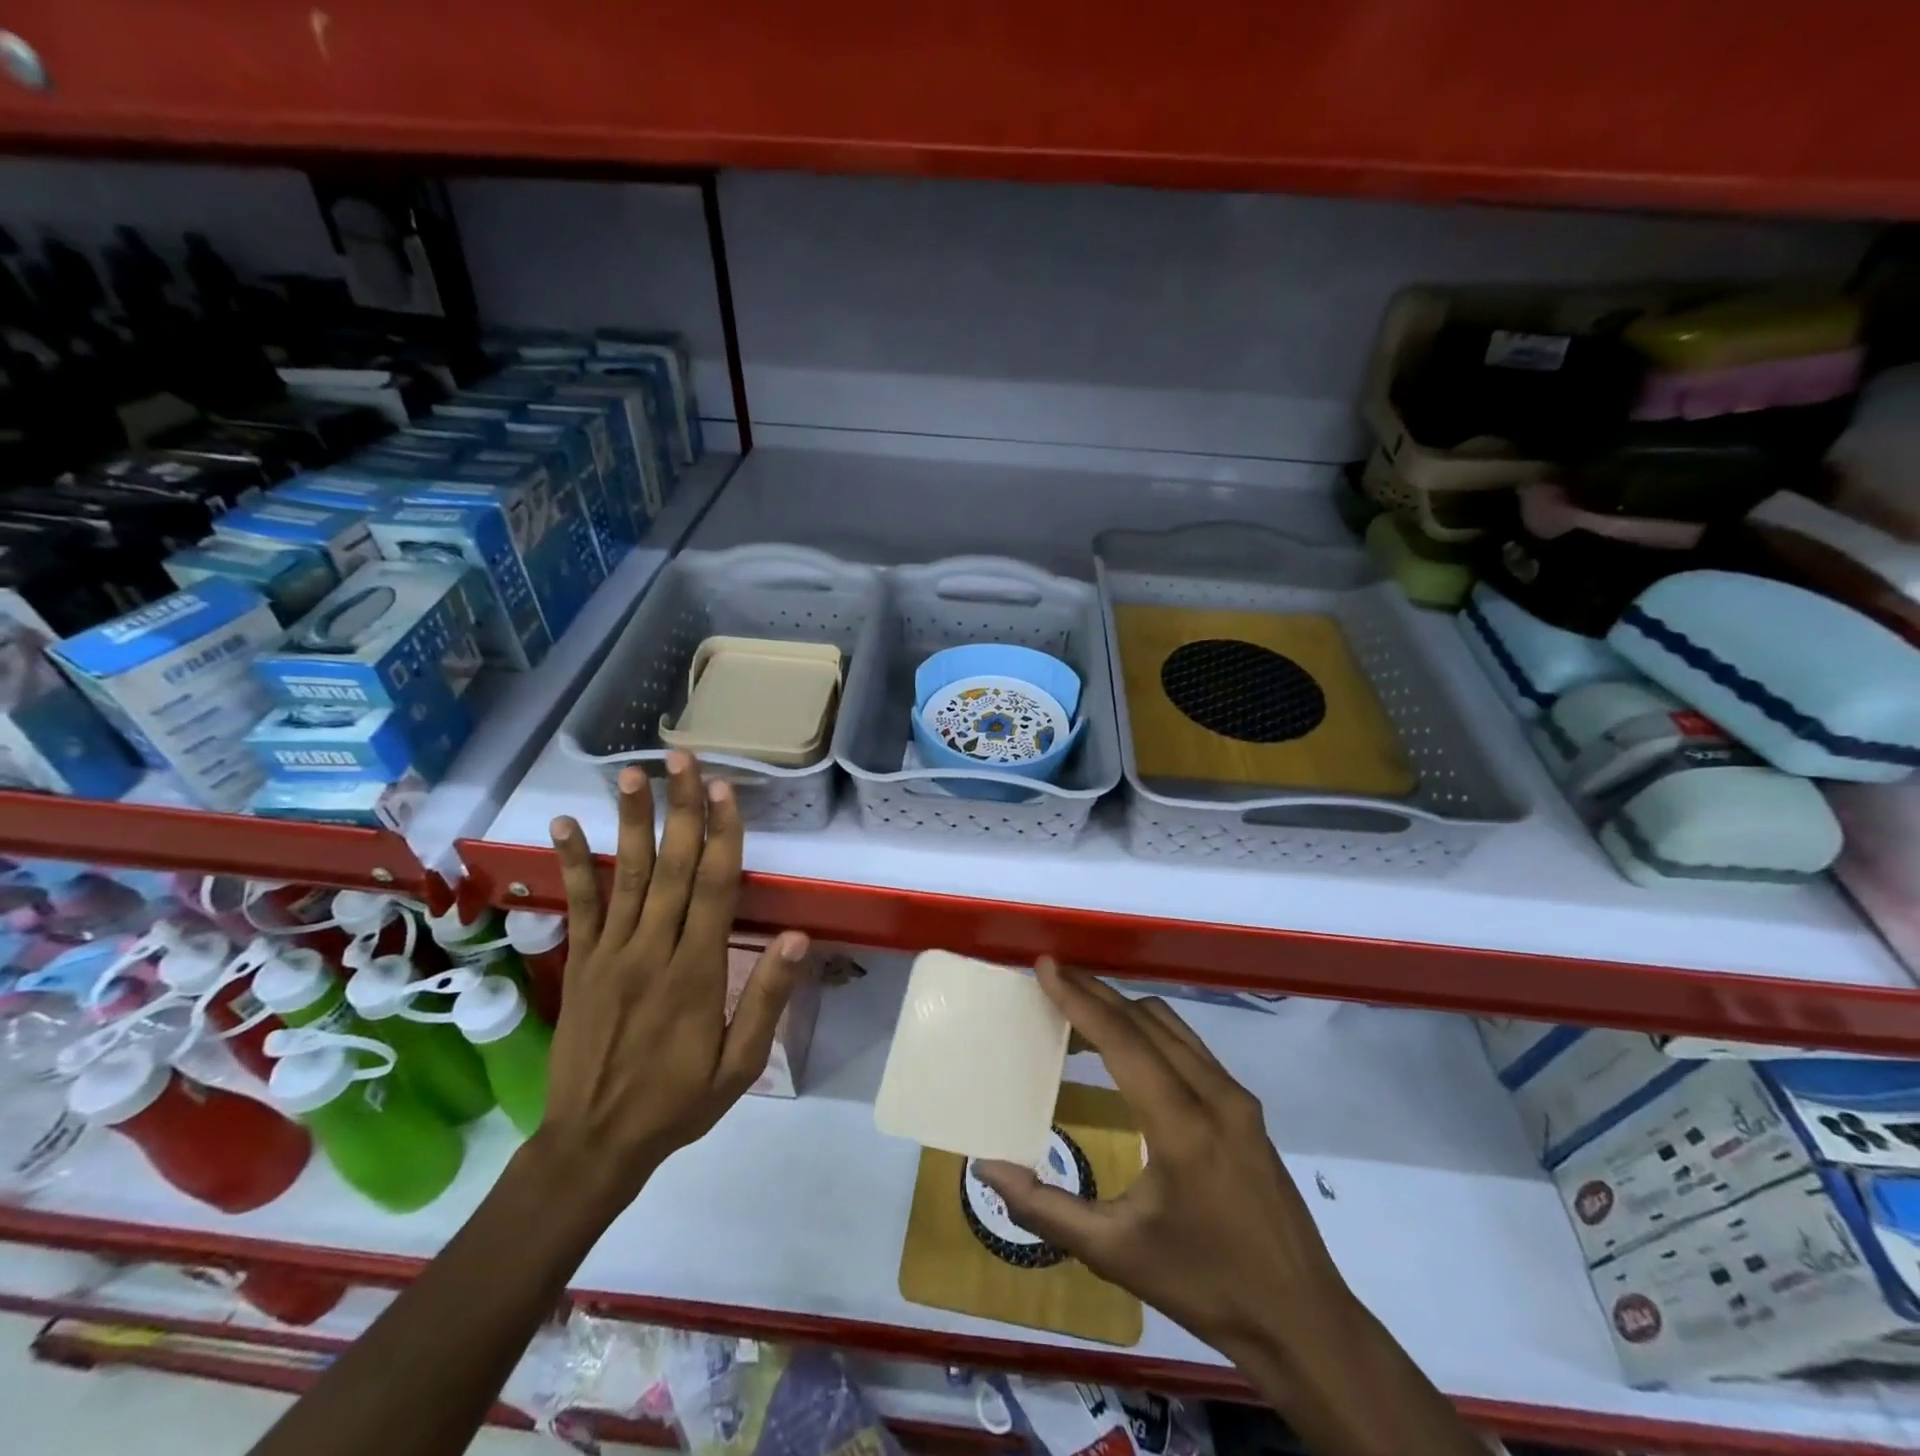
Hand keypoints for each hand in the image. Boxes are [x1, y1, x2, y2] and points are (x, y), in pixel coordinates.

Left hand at [539, 754, 809, 1215]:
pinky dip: (571, 863)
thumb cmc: (677, 1103)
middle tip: (683, 759)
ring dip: (630, 821)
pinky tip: (564, 825)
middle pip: (670, 868)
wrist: (592, 1145)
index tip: (726, 790)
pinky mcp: (580, 963)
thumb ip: (767, 999)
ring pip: (624, 875)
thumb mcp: (739, 1066)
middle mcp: (651, 951)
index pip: (713, 890)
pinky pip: (578, 905)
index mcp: (696, 973)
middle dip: (681, 809)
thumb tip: (798, 939)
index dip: (722, 836)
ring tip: (632, 773)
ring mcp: (609, 954)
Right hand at [978, 960, 1350, 1360]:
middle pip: (1146, 1020)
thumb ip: (1046, 1208)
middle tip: (1051, 978)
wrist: (1303, 1321)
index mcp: (1182, 1125)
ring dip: (1123, 1009)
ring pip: (1171, 1026)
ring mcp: (1237, 1097)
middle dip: (1095, 993)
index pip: (1122, 1040)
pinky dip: (1149, 1030)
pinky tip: (1126, 1049)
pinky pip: (1189, 1045)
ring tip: (1078, 1010)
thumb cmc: (1205, 1286)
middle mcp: (1214, 1094)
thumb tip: (987, 1168)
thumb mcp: (1116, 1254)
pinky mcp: (1246, 1106)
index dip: (1079, 999)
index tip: (1046, 966)